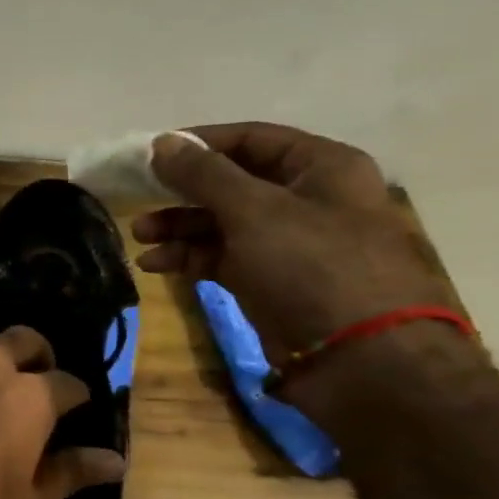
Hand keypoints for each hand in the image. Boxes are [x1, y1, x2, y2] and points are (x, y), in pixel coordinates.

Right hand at [132, 123, 466, 397]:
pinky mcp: (272, 282)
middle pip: (232, 183)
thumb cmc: (312, 266)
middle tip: (139, 202)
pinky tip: (156, 266)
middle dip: (182, 193)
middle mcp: (308, 199)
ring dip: (179, 228)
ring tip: (140, 238)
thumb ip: (203, 174)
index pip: (251, 139)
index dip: (199, 144)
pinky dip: (190, 259)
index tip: (150, 155)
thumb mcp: (253, 210)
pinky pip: (223, 258)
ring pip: (223, 223)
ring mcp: (290, 244)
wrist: (359, 359)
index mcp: (321, 167)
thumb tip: (161, 143)